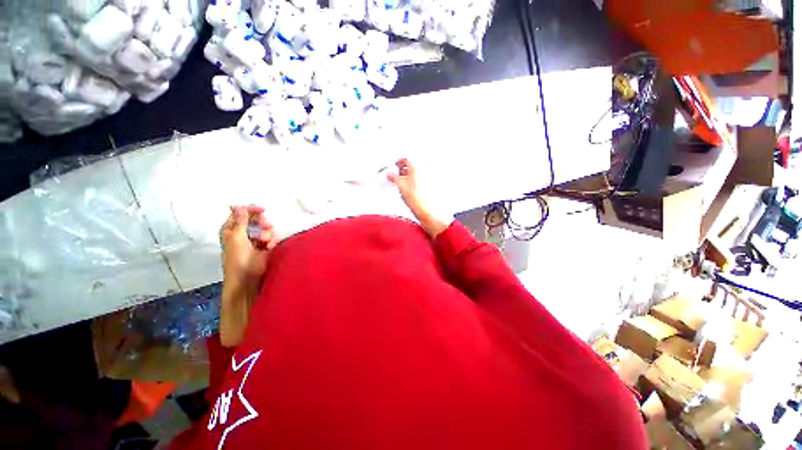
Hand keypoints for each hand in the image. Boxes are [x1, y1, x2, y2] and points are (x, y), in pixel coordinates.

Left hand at [220, 205, 276, 292]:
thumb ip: (240, 221)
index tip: (262, 210)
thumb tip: (238, 206)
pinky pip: (271, 237)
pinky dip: (271, 241)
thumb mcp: (237, 237)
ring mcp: (254, 240)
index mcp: (231, 229)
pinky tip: (268, 247)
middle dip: (262, 223)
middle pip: (255, 219)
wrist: (248, 277)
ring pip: (265, 228)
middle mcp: (243, 233)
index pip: (240, 213)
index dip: (250, 210)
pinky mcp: (264, 246)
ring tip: (265, 242)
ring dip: (267, 233)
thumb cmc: (238, 258)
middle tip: (265, 226)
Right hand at [387, 159, 449, 237]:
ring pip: (417, 173)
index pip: (407, 159)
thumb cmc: (416, 198)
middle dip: (404, 168)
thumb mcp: (400, 185)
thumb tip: (390, 174)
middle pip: (413, 165)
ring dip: (409, 175)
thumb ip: (393, 177)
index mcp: (418, 166)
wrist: (428, 211)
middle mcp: (426, 170)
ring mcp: (430, 178)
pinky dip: (415, 181)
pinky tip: (411, 188)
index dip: (399, 161)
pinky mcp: (432, 187)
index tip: (394, 165)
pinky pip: (422, 180)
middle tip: (397, 174)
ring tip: (402, 182)